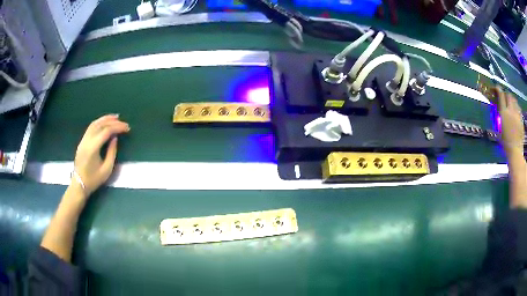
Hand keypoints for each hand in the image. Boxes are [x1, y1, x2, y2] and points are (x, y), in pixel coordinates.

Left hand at [73, 114, 129, 195]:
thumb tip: (115, 139)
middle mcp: (87, 141)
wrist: (79, 184)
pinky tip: (105, 123)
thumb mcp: (106, 169)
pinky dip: (99, 122)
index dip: (117, 127)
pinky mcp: (82, 141)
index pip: (106, 131)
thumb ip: (111, 152)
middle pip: (100, 125)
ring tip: (115, 117)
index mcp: (93, 148)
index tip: (127, 128)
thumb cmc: (94, 180)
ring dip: (105, 119)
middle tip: (123, 121)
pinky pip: (91, 127)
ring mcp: (83, 140)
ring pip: (94, 124)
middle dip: (112, 121)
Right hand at [497, 87, 524, 154]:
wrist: (515, 152)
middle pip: (509, 95)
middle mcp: (511, 110)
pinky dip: (516, 107)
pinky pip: (518, 108)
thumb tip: (499, 109)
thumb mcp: (499, 130)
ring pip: (514, 100)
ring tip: (511, 104)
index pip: (501, 95)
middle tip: (505, 98)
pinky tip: (516, 112)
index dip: (498, 89)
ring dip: (512, 100)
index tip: (496, 88)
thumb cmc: (506, 143)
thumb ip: (500, 117)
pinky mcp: (521, 119)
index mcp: (504, 113)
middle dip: (506, 95)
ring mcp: (517, 114)